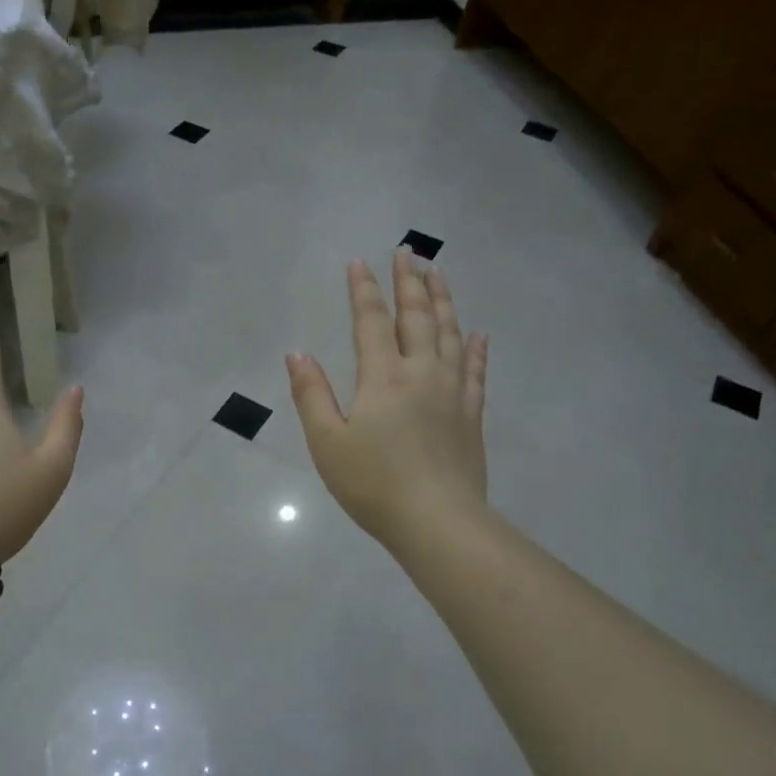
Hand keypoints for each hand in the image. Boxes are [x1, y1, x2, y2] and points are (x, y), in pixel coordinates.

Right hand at [286, 250, 489, 550]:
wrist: (438, 522)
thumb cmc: (373, 484)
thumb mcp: (327, 442)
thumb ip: (312, 394)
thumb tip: (297, 353)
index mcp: (382, 377)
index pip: (371, 322)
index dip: (364, 290)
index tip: (359, 262)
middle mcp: (421, 373)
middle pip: (417, 317)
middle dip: (409, 282)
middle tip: (408, 252)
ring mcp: (452, 392)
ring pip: (450, 334)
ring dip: (443, 301)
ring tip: (439, 274)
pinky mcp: (471, 414)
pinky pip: (476, 371)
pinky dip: (476, 348)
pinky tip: (477, 334)